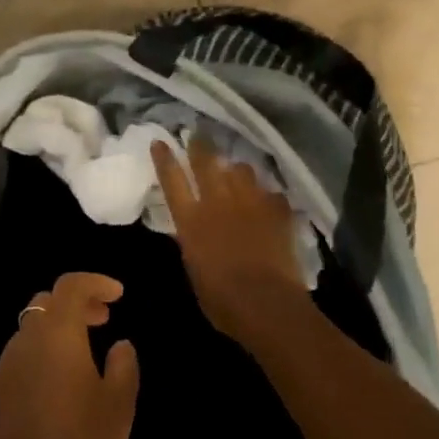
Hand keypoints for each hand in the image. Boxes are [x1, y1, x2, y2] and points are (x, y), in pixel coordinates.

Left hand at [0, 273, 139, 438]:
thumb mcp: (117, 409)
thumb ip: (123, 368)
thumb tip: (120, 345)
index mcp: (57, 332)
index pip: (71, 285)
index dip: (95, 282)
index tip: (118, 294)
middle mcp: (26, 339)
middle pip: (47, 303)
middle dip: (76, 304)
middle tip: (103, 320)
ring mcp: (5, 366)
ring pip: (31, 330)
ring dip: (57, 331)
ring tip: (84, 356)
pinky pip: (21, 358)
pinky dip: (42, 356)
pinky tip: (58, 387)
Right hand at [152, 136, 310, 350]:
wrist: (267, 304)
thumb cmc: (221, 300)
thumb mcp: (194, 269)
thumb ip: (191, 243)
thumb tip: (190, 231)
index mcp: (190, 220)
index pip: (172, 180)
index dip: (164, 159)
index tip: (160, 142)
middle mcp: (218, 203)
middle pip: (206, 163)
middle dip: (200, 146)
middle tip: (198, 134)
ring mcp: (250, 203)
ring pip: (241, 170)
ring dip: (237, 170)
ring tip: (237, 171)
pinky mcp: (277, 211)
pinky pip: (271, 194)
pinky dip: (267, 196)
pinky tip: (269, 203)